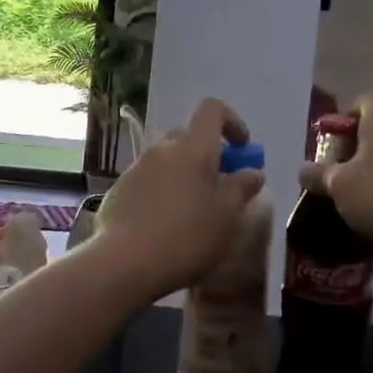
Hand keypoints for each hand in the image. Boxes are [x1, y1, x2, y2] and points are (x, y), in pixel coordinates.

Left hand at [93, 99, 266, 299]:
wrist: (123, 263)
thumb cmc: (186, 236)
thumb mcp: (227, 217)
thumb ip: (242, 189)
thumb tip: (253, 172)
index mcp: (193, 147)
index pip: (212, 110)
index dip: (231, 122)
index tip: (242, 149)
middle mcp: (162, 148)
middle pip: (189, 137)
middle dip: (207, 155)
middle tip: (220, 186)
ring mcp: (137, 167)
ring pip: (168, 160)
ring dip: (184, 175)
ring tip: (193, 212)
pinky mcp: (119, 189)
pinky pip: (149, 180)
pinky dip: (162, 192)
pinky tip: (166, 225)